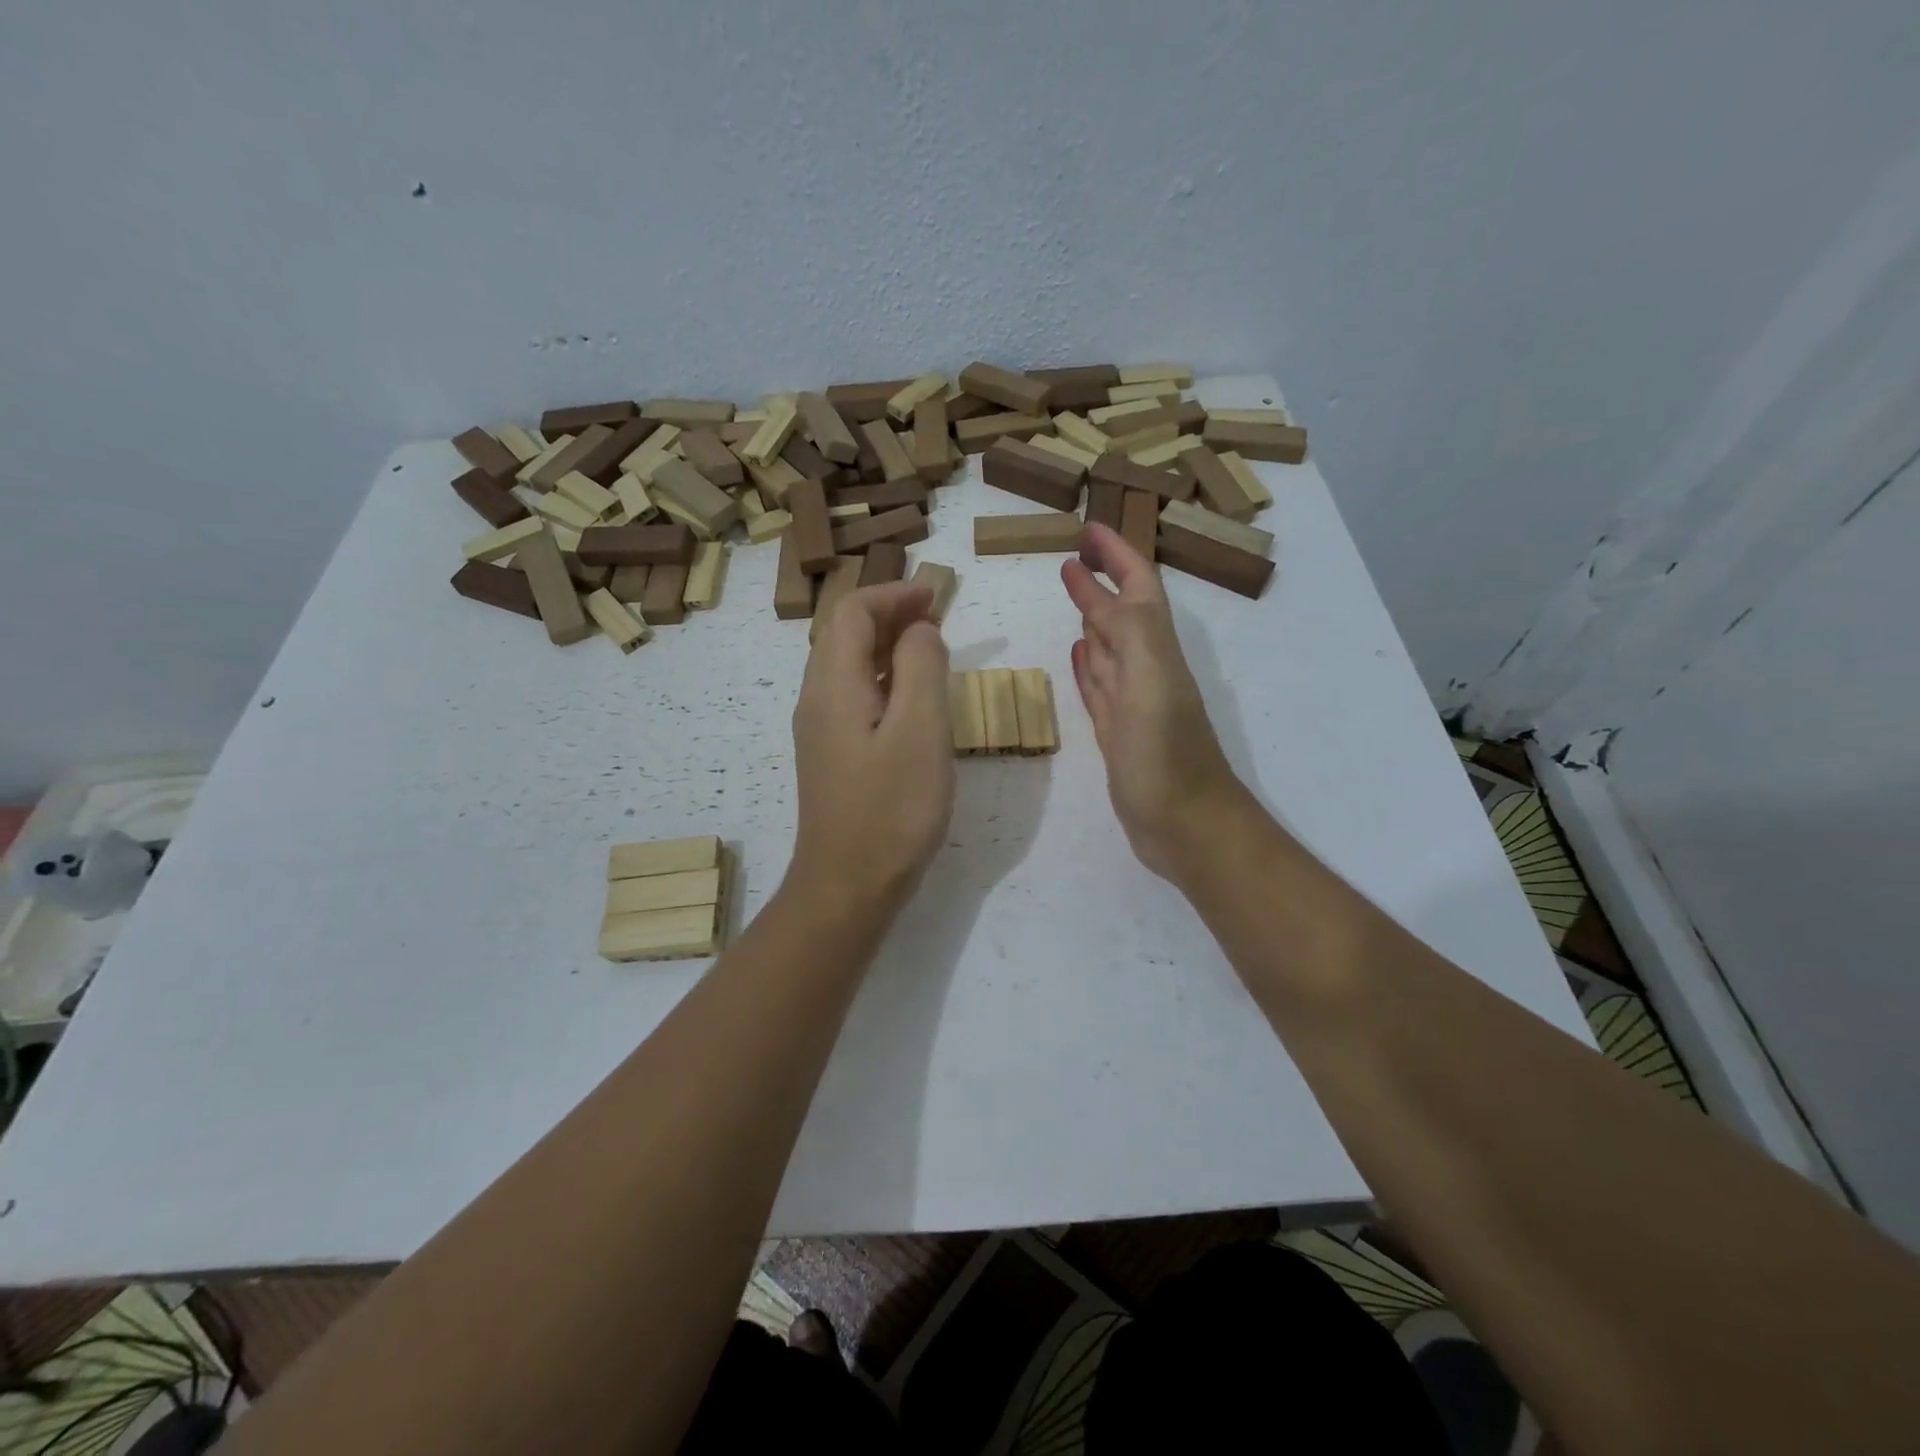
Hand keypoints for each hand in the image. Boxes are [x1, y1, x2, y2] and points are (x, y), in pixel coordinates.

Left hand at [789, 581, 954, 914]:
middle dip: (889, 614)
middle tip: (937, 618)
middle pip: (843, 633)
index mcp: (833, 685)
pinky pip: (854, 696)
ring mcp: (821, 729)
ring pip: (848, 665)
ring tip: (931, 649)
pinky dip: (884, 678)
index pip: (851, 612)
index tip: (936, 597)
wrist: (847, 887)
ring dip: (887, 645)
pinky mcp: (832, 755)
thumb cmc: (891, 809)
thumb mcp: (920, 731)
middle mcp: (817, 699)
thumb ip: (922, 667)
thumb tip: (920, 631)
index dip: (893, 593)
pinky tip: (913, 699)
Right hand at [1062, 524, 1248, 884]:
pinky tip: (1077, 654)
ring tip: (1072, 593)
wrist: (1185, 826)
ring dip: (1093, 618)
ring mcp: (1131, 703)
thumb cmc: (1166, 755)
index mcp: (1157, 651)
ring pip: (1110, 648)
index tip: (1087, 529)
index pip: (1137, 588)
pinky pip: (1100, 687)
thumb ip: (1130, 632)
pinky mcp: (1116, 733)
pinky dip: (1088, 665)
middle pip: (1122, 612)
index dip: (1117, 555)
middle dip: (1101, 579)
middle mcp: (1146, 669)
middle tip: (1072, 554)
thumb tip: (1099, 588)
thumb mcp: (1151, 682)